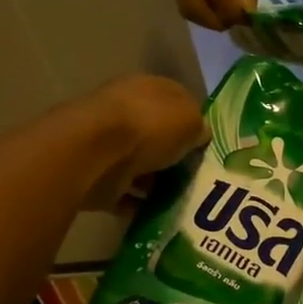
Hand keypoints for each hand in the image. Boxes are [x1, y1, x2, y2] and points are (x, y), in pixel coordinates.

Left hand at [82, 75, 206, 210]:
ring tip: (183, 199)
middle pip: (157, 135)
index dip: (192, 121)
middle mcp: (125, 112)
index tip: (207, 145)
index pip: (175, 100)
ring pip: (141, 165)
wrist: (96, 154)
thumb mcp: (190, 120)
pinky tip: (159, 214)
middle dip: (175, 155)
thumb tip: (199, 135)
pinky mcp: (98, 177)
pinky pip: (126, 193)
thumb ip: (199, 127)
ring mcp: (108, 145)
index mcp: (146, 88)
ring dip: (158, 181)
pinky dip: (140, 204)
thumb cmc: (149, 126)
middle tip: (197, 176)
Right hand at [177, 0, 270, 30]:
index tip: (250, 17)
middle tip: (240, 20)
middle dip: (216, 20)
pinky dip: (203, 8)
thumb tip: (245, 11)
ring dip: (208, 18)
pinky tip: (223, 5)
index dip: (232, 11)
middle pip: (191, 6)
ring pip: (186, 4)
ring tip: (232, 14)